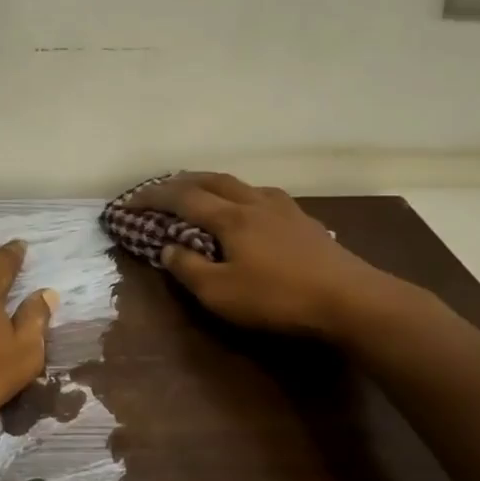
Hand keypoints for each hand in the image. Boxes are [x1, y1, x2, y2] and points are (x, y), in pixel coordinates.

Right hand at [127, 172, 392, 338]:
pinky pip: (261, 196)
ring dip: (212, 184)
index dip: (152, 198)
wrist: (351, 300)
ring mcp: (284, 209)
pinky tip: (245, 210)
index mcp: (230, 217)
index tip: (128, 202)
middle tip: (159, 190)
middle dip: (180, 182)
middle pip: (212, 180)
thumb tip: (167, 247)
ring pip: (240, 184)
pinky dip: (240, 196)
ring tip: (199, 193)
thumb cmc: (278, 298)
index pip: (182, 198)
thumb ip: (188, 268)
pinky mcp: (304, 221)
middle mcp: (255, 202)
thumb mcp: (220, 293)